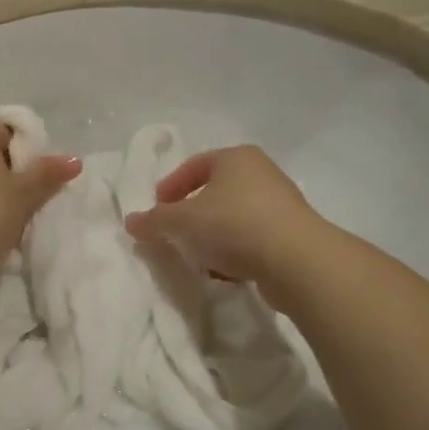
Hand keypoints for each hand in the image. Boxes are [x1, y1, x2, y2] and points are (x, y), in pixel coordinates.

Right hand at [122, 145, 321, 298]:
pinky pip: (251, 239)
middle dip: (190, 213)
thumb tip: (131, 222)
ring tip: (195, 256)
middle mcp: (261, 173)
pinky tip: (222, 272)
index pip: (195, 165)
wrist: (297, 261)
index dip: (171, 186)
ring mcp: (280, 205)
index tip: (157, 209)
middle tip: (172, 233)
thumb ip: (154, 221)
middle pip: (215, 191)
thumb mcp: (182, 221)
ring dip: (211, 236)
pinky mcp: (291, 235)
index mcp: (236, 158)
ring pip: (233, 217)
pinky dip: (233, 252)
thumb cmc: (234, 225)